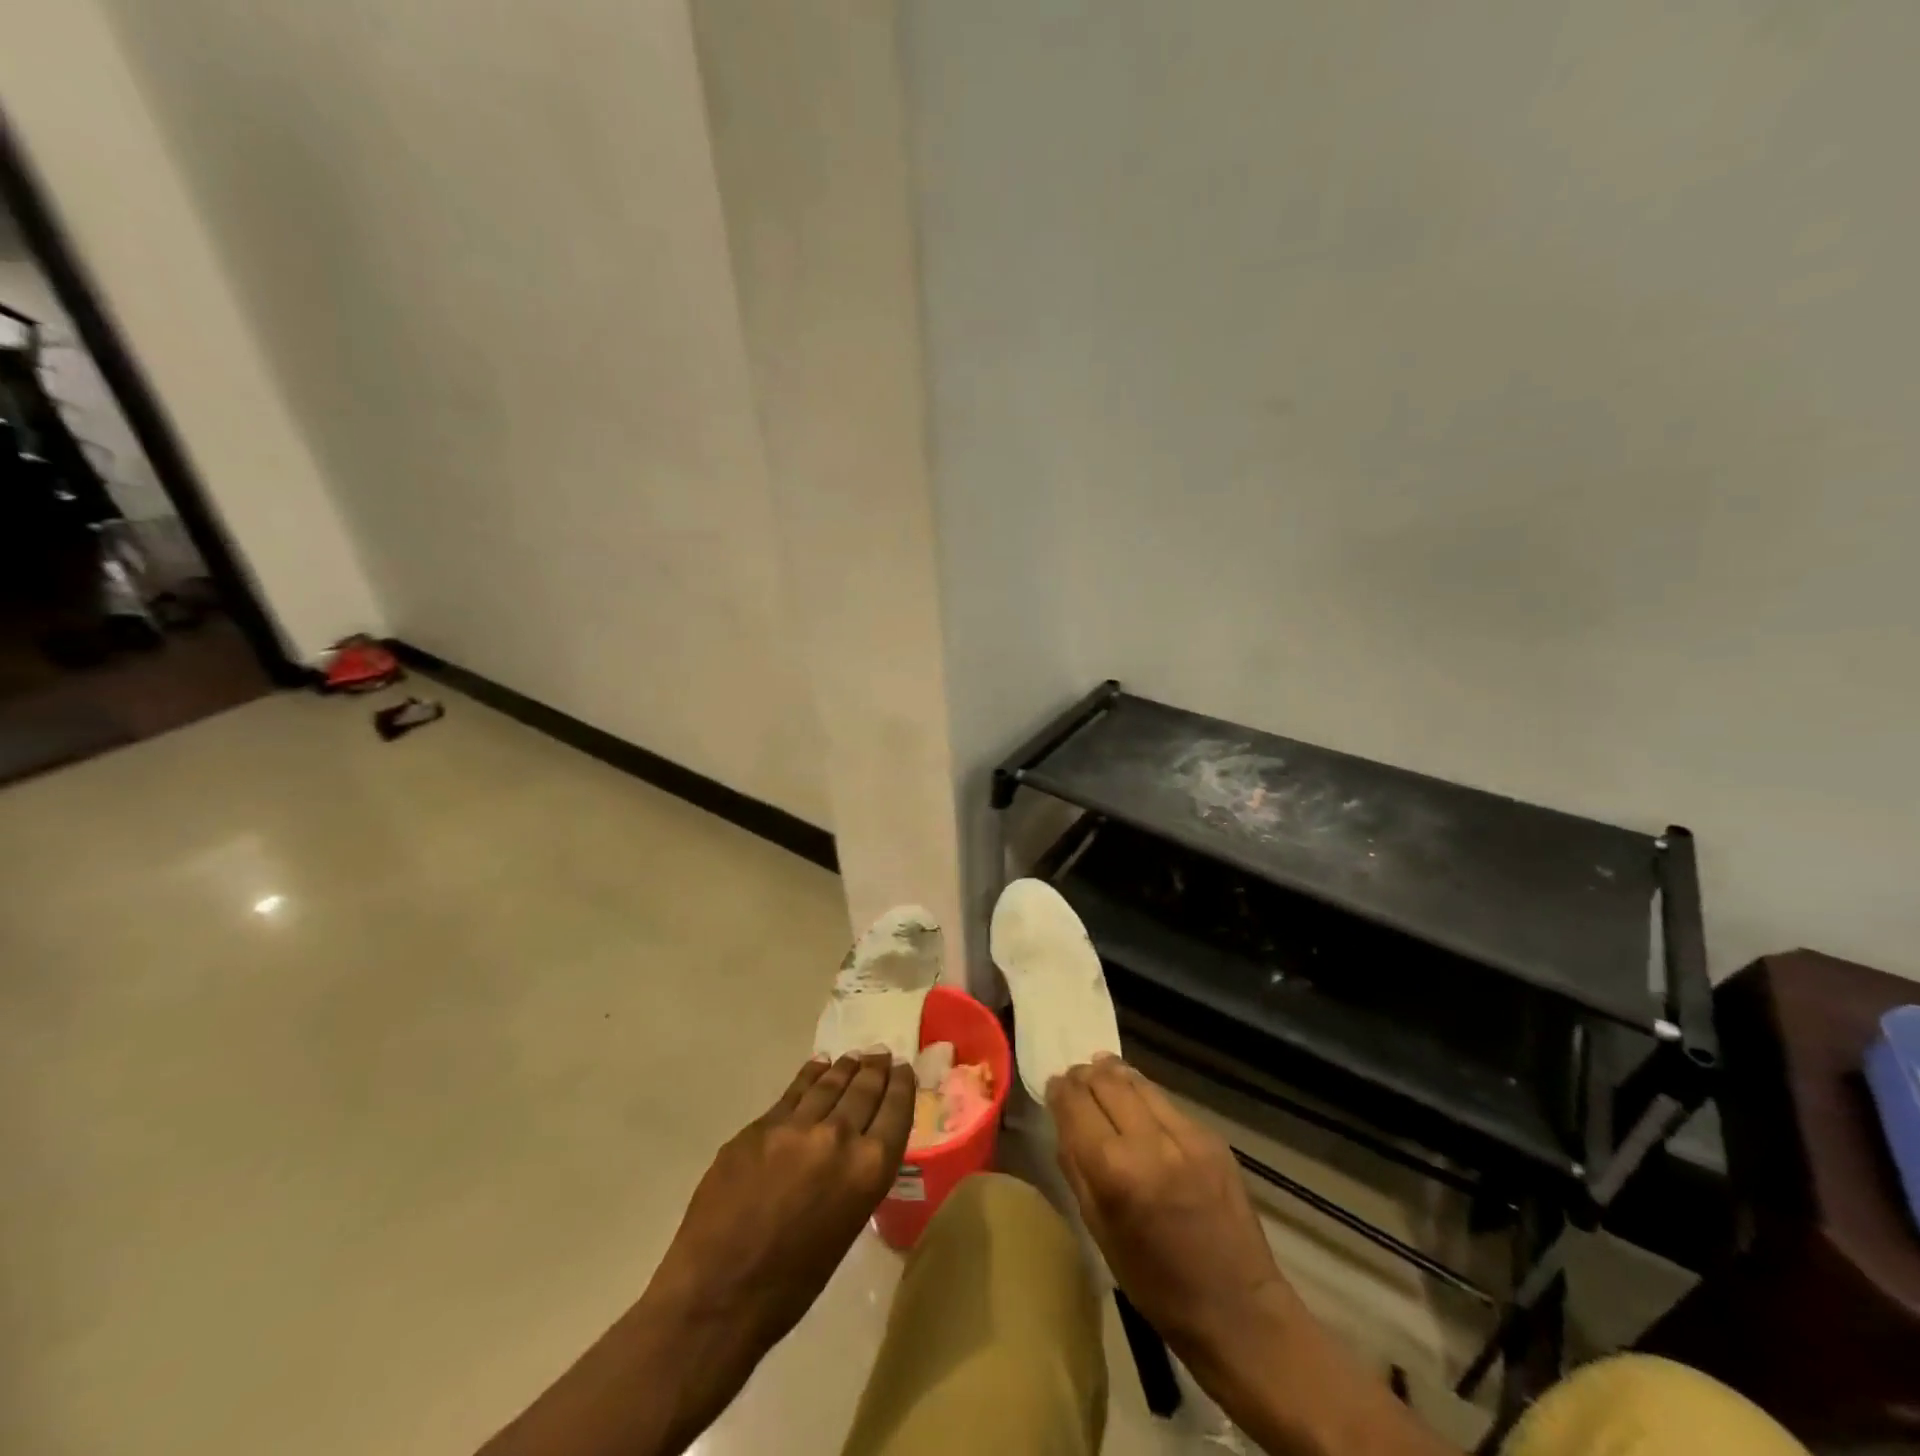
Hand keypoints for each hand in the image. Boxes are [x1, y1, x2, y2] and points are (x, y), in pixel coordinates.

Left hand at [647, 1051, 914, 1356]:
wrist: (718, 1295)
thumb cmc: (791, 1284)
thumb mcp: (845, 1227)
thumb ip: (856, 1178)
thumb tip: (856, 1149)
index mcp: (868, 1170)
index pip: (895, 1112)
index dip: (901, 1086)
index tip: (903, 1069)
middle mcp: (839, 1137)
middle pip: (863, 1091)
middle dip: (875, 1070)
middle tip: (880, 1053)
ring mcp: (796, 1127)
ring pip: (828, 1084)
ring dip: (845, 1068)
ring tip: (853, 1057)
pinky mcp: (760, 1126)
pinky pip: (793, 1093)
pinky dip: (809, 1077)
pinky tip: (816, 1067)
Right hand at [1048, 1057, 1292, 1363]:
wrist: (1238, 1309)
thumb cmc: (1155, 1284)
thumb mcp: (1098, 1231)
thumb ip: (1076, 1168)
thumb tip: (1063, 1121)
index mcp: (1115, 1172)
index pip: (1076, 1104)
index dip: (1059, 1089)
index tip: (1053, 1086)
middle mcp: (1150, 1142)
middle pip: (1106, 1082)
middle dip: (1084, 1075)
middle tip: (1074, 1078)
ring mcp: (1186, 1135)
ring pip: (1138, 1082)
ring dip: (1113, 1074)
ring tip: (1100, 1071)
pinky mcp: (1212, 1136)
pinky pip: (1166, 1101)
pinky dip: (1143, 1094)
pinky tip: (1136, 1100)